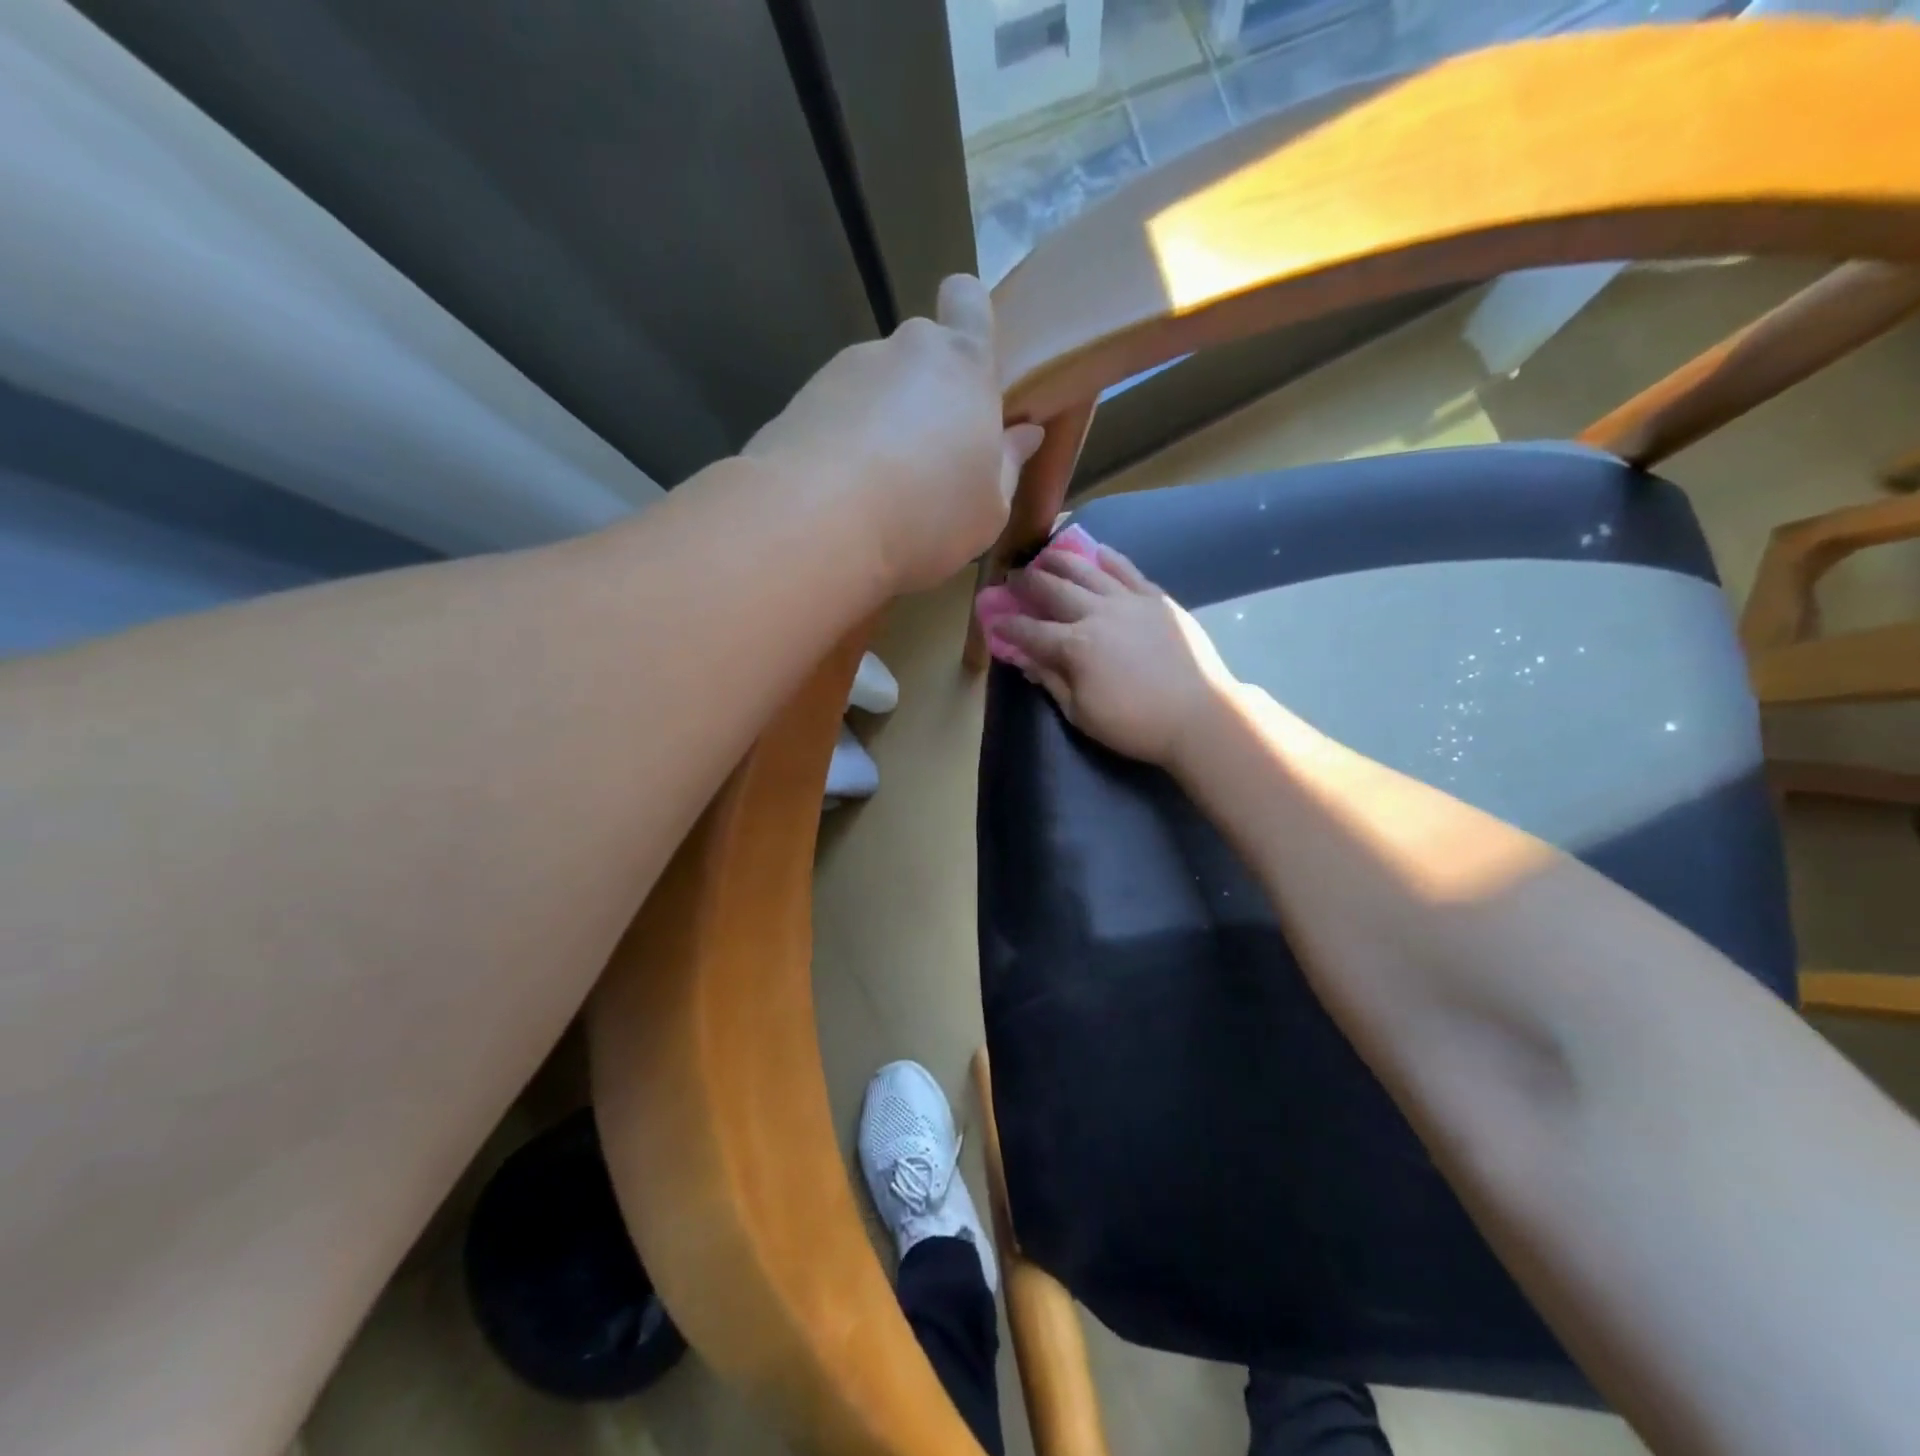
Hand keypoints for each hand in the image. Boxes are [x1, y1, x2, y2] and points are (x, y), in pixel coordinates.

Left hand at [746, 275, 1044, 594]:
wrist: (815, 524)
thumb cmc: (926, 514)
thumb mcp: (989, 509)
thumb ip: (1008, 465)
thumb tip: (1023, 434)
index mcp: (962, 365)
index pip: (968, 300)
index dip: (969, 318)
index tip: (969, 366)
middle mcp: (902, 350)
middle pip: (920, 354)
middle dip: (927, 395)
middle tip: (928, 459)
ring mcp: (844, 371)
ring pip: (875, 388)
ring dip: (882, 424)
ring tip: (879, 489)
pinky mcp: (799, 400)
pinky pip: (836, 415)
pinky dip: (843, 443)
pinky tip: (842, 494)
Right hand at [999, 545, 1237, 768]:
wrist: (1199, 715)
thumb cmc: (1135, 724)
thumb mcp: (1081, 714)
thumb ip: (1052, 682)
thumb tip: (1026, 661)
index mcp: (1074, 647)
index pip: (1029, 630)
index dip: (1007, 625)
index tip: (993, 620)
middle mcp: (1096, 613)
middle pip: (1052, 589)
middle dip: (1027, 583)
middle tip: (1013, 577)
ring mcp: (1128, 601)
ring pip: (1086, 570)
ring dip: (1060, 560)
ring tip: (1046, 555)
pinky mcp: (1156, 598)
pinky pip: (1127, 569)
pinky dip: (1107, 558)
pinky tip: (1096, 552)